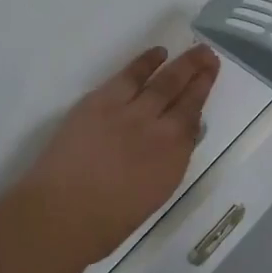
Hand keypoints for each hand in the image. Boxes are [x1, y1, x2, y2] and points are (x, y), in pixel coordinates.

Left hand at [16, 44, 219, 262]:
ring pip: (162, 81)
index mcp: (172, 159)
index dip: (202, 97)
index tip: (209, 81)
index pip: (193, 120)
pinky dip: (145, 62)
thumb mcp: (152, 195)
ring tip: (195, 51)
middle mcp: (158, 130)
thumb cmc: (105, 222)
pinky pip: (129, 75)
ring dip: (181, 64)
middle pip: (183, 95)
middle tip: (210, 56)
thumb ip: (167, 162)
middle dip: (199, 73)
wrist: (61, 215)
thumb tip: (175, 139)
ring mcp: (129, 112)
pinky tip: (157, 54)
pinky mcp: (100, 102)